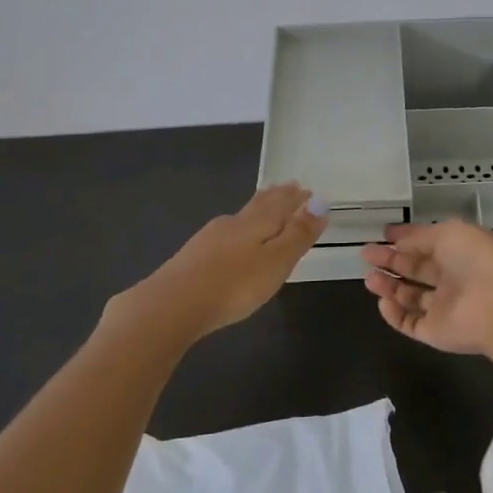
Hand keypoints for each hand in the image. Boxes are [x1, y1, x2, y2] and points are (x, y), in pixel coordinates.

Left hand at [135, 184, 326, 337]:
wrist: (172, 305)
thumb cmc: (234, 284)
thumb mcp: (276, 261)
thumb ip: (298, 234)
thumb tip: (320, 203)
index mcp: (257, 222)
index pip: (282, 203)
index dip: (296, 198)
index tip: (306, 189)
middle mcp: (234, 222)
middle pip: (259, 205)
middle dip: (276, 197)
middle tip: (289, 187)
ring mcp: (210, 238)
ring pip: (241, 217)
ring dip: (257, 210)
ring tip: (266, 207)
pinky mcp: (193, 256)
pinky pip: (226, 233)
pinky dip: (239, 229)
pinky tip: (232, 238)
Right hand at [360, 220, 492, 355]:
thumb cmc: (476, 260)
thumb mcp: (448, 233)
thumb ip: (420, 236)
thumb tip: (398, 241)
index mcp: (460, 251)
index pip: (428, 243)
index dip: (406, 238)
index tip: (383, 234)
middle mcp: (452, 278)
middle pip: (416, 269)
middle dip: (391, 260)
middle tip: (366, 254)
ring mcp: (444, 307)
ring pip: (410, 297)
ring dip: (389, 286)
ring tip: (369, 278)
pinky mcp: (435, 332)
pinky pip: (410, 323)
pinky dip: (394, 314)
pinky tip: (382, 301)